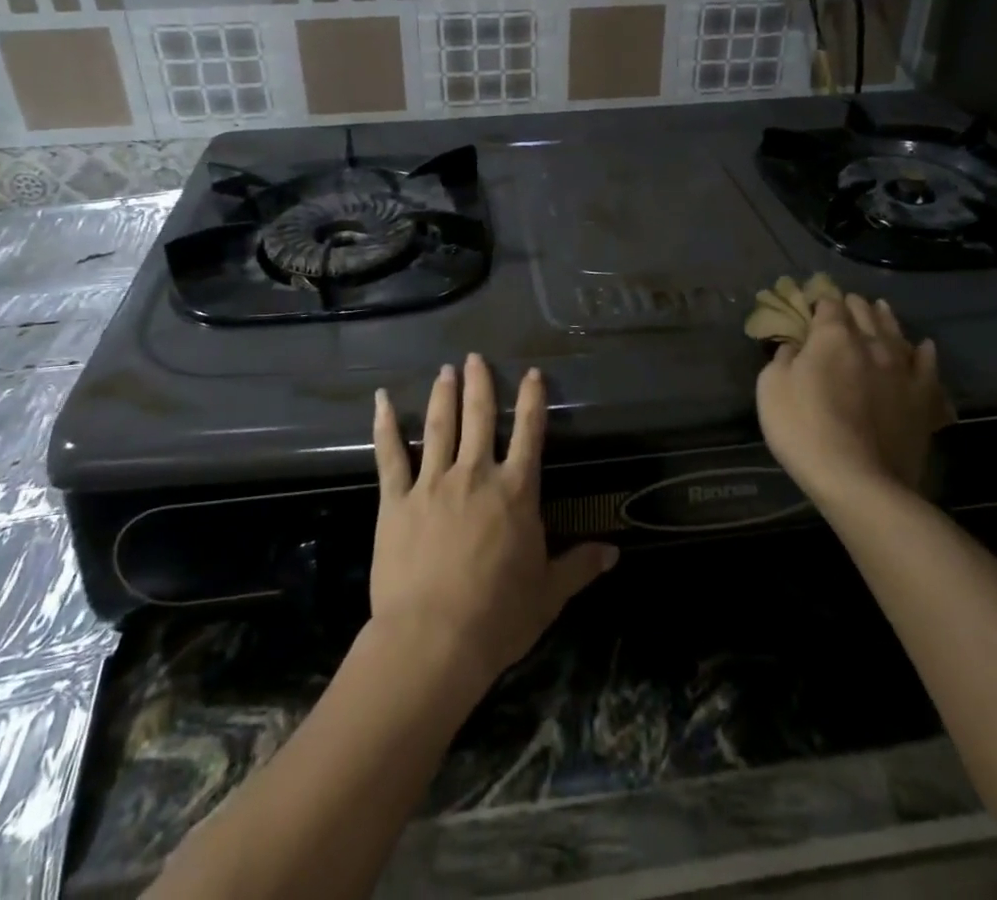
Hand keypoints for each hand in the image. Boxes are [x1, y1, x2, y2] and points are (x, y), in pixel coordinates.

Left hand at [370, 355, 616, 688]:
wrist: (434, 639)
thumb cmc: (498, 617)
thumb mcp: (548, 594)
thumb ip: (579, 566)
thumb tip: (614, 553)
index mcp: (515, 491)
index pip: (529, 434)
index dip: (532, 401)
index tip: (532, 374)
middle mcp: (475, 474)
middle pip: (479, 417)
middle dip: (479, 384)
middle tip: (474, 357)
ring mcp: (433, 483)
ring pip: (438, 427)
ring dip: (442, 395)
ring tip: (444, 370)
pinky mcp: (397, 501)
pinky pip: (390, 456)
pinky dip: (385, 426)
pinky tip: (381, 400)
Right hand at [756, 294, 954, 505]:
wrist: (859, 481)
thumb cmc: (804, 430)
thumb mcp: (771, 389)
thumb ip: (782, 359)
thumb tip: (794, 347)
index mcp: (833, 338)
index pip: (828, 306)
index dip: (820, 302)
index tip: (814, 304)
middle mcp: (872, 345)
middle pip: (864, 314)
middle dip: (854, 305)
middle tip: (847, 301)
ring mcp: (902, 371)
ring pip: (896, 334)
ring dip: (886, 318)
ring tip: (880, 308)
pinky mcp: (924, 399)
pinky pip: (927, 367)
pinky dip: (924, 353)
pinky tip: (923, 347)